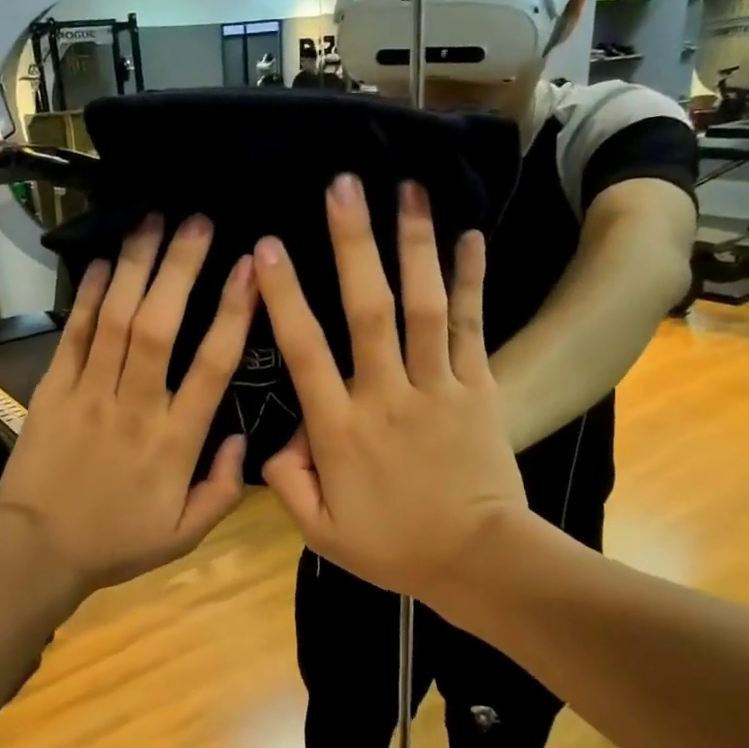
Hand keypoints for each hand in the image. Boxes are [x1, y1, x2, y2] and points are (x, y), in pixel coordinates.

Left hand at [0, 213, 254, 594]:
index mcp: (175, 442)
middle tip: (198, 220)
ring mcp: (89, 394)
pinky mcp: (53, 390)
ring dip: (136, 266)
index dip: (234, 313)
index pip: (213, 367)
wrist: (38, 551)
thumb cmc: (117, 542)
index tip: (251, 269)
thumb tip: (245, 437)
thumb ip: (225, 489)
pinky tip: (104, 262)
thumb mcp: (186, 534)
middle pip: (160, 326)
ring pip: (116, 320)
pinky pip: (74, 336)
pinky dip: (89, 296)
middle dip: (180, 268)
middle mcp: (135, 407)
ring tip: (152, 219)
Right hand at [256, 175, 529, 600]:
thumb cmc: (393, 547)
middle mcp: (386, 397)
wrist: (478, 561)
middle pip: (368, 311)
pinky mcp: (479, 389)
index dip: (285, 297)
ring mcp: (438, 388)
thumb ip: (287, 484)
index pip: (305, 352)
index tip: (269, 247)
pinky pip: (473, 328)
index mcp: (341, 431)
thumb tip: (274, 440)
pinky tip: (471, 236)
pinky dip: (472, 282)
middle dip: (353, 245)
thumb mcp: (320, 533)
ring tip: (408, 190)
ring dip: (415, 246)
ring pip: (424, 308)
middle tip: (343, 186)